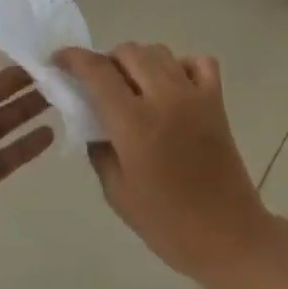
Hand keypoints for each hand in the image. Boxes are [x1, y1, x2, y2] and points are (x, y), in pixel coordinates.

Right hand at [54, 43, 282, 288]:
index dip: (74, 59)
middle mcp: (164, 97)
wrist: (228, 235)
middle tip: (99, 85)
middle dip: (107, 61)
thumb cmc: (167, 223)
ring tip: (133, 88)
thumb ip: (99, 148)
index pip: (97, 72)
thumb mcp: (117, 192)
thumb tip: (92, 120)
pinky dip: (180, 66)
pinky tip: (173, 88)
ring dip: (139, 62)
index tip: (59, 60)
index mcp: (134, 123)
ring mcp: (194, 94)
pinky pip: (198, 63)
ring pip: (159, 52)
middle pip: (129, 52)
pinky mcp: (217, 100)